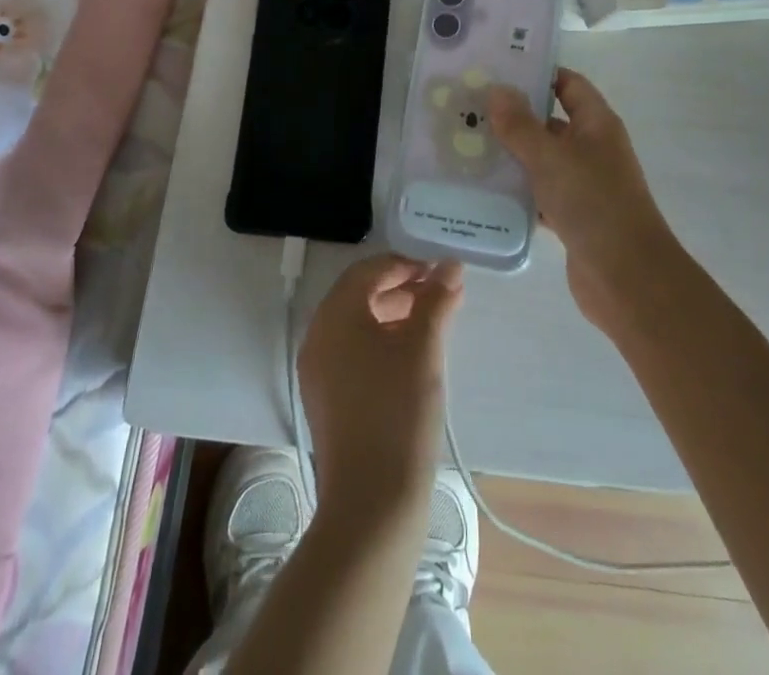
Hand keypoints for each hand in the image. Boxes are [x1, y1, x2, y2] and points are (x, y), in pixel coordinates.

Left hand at [298, 255, 462, 521]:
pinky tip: (412, 356)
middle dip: (400, 287)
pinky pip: (352, 351)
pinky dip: (381, 341)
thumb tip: (450, 266)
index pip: (367, 271)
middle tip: (440, 293)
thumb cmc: (398, 414)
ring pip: (356, 324)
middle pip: (359, 294)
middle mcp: (318, 336)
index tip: (439, 272)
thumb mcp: (424, 350)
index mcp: (334, 316)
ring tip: (433, 321)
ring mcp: (318, 370)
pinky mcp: (326, 398)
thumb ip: (436, 301)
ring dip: (393, 313)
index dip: (404, 264)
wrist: (371, 505)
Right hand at [489, 68, 683, 333]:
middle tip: (469, 107)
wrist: (627, 279)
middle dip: (513, 116)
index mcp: (596, 124)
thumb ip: (521, 125)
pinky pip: (538, 193)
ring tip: (466, 144)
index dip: (538, 74)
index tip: (497, 70)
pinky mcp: (572, 216)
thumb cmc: (593, 204)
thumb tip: (497, 90)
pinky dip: (516, 190)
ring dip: (510, 155)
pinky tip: (482, 188)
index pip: (568, 84)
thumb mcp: (550, 158)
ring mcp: (583, 184)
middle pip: (550, 122)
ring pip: (541, 160)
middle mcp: (592, 149)